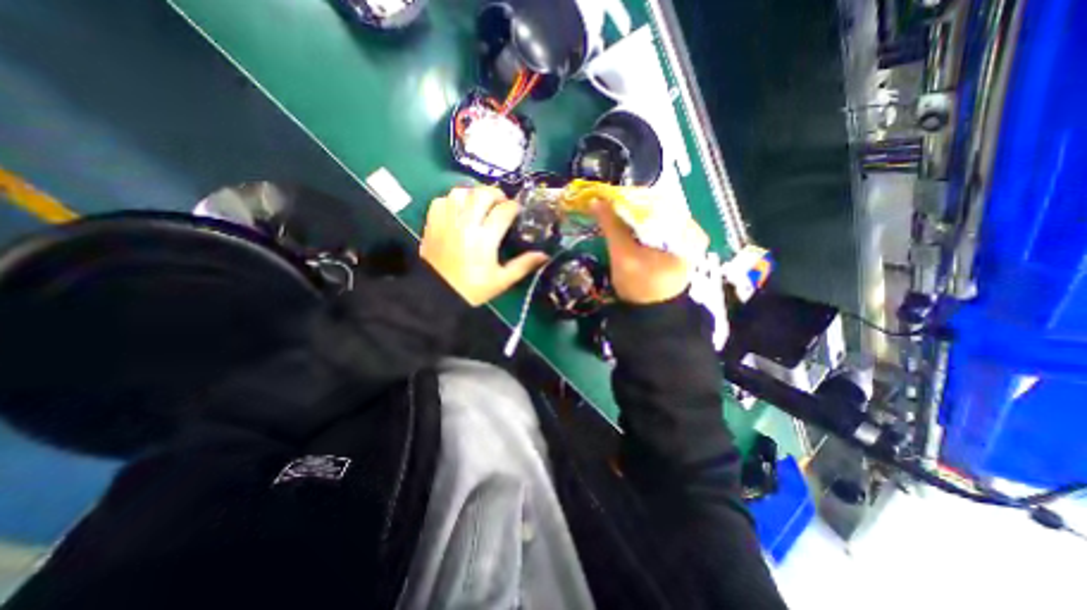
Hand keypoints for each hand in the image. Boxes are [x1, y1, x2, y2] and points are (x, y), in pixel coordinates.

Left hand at [419, 185, 548, 306]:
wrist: (438, 295)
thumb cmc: (473, 289)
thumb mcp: (502, 280)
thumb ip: (523, 265)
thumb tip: (544, 255)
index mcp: (485, 238)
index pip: (504, 210)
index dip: (514, 207)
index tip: (517, 212)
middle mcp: (466, 224)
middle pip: (483, 194)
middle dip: (496, 195)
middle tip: (500, 205)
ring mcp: (447, 221)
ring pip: (461, 192)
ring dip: (473, 195)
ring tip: (479, 205)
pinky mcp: (432, 223)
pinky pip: (441, 200)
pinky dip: (452, 201)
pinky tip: (458, 211)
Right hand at [590, 198, 710, 304]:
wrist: (649, 315)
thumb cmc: (640, 286)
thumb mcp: (624, 254)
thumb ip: (611, 226)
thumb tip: (596, 200)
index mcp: (687, 230)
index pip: (658, 200)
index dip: (631, 197)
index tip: (610, 197)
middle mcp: (690, 231)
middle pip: (656, 208)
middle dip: (630, 206)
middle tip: (608, 204)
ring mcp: (683, 240)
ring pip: (654, 218)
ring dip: (632, 216)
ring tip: (612, 212)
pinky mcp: (674, 248)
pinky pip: (655, 229)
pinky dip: (638, 226)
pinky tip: (623, 225)